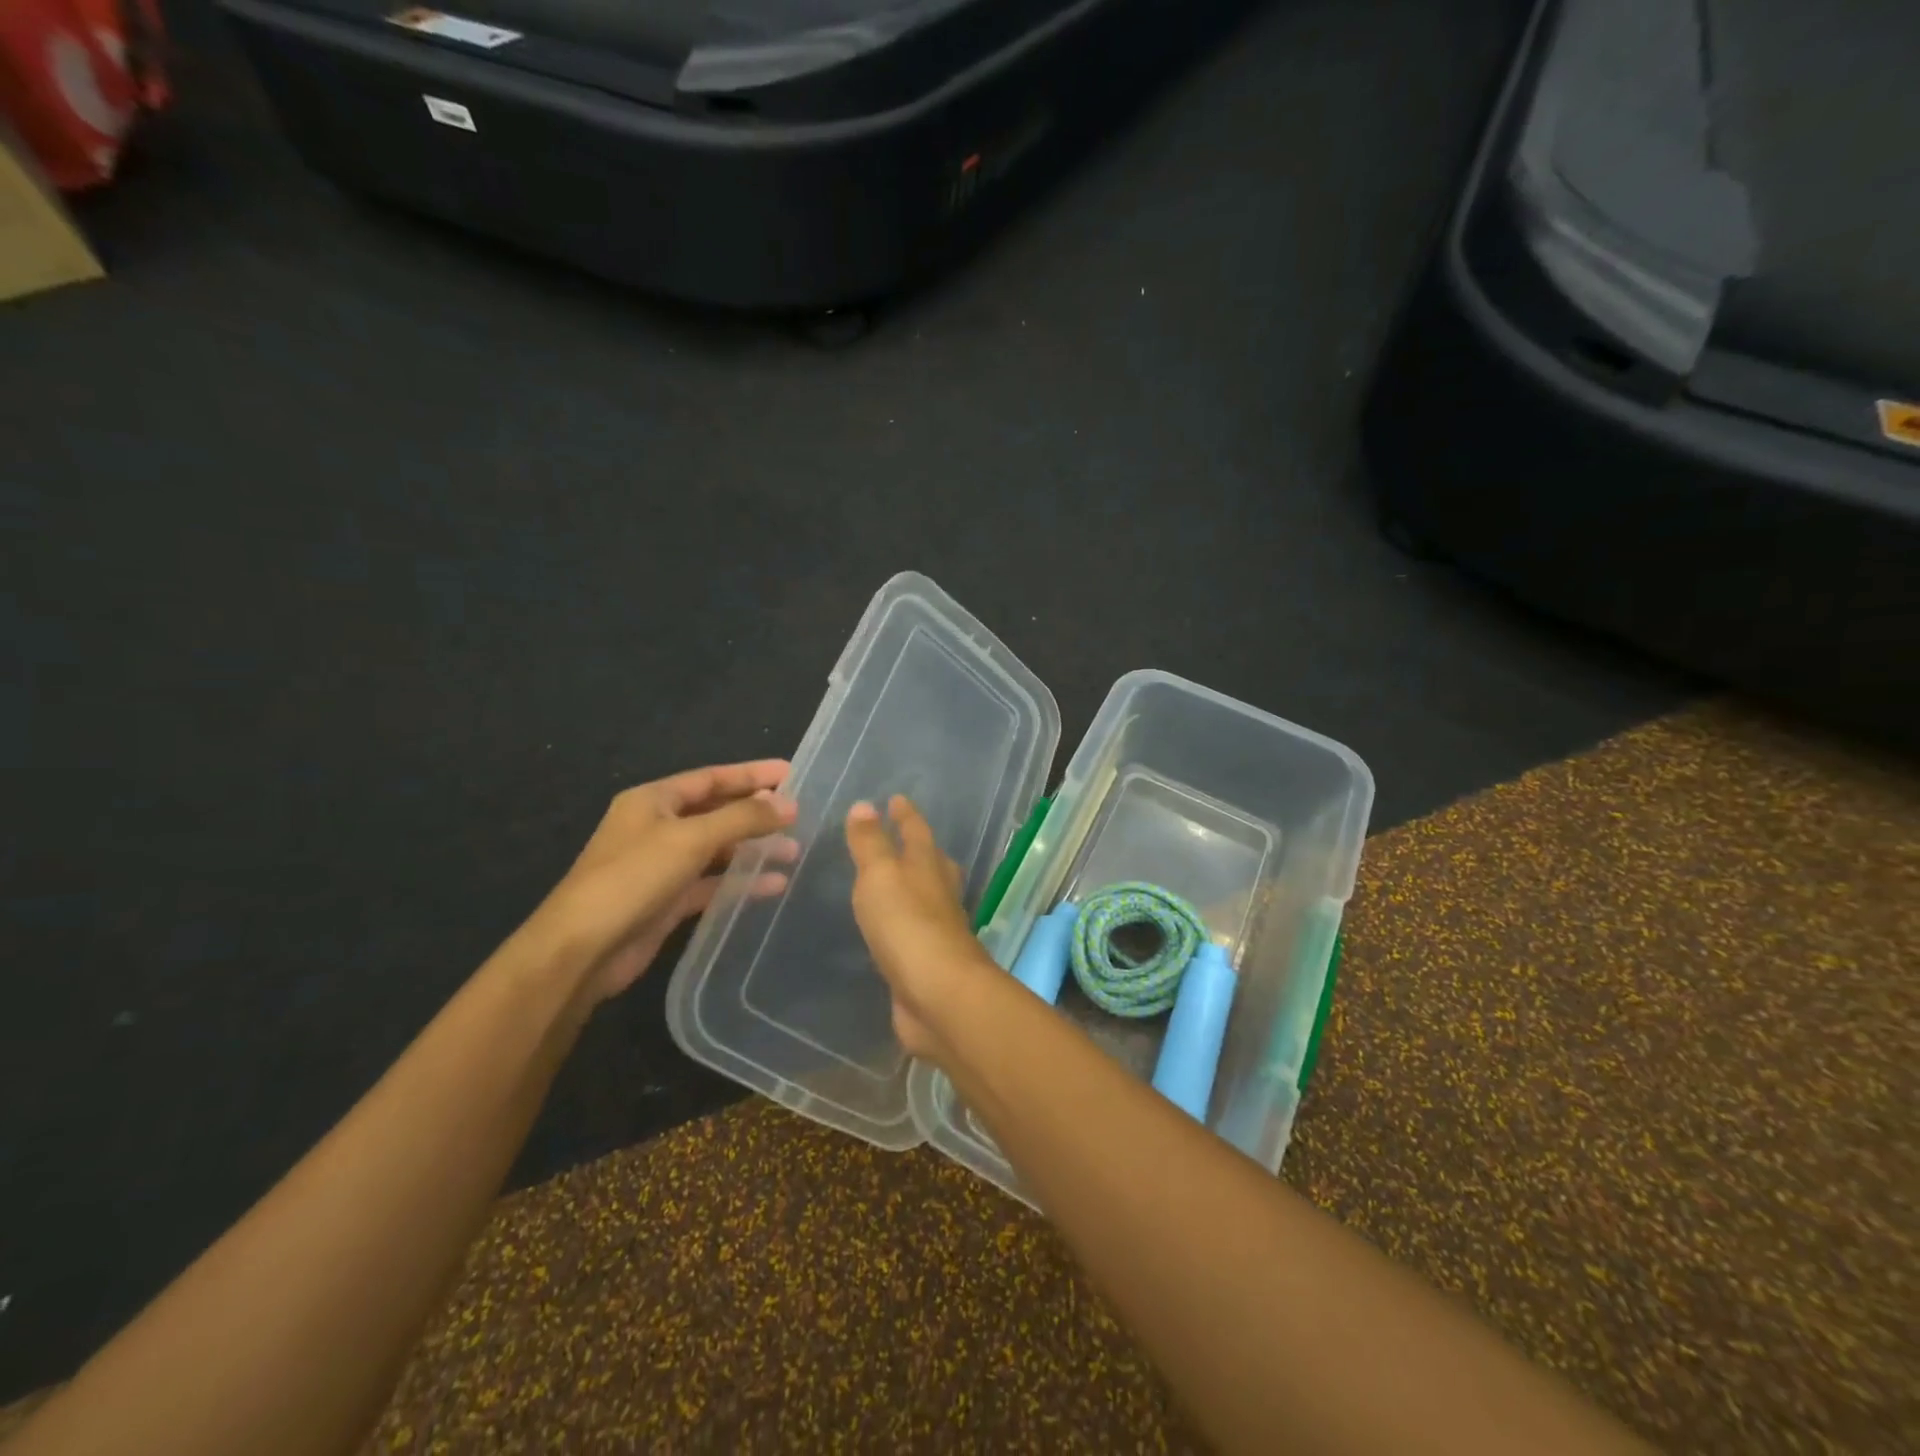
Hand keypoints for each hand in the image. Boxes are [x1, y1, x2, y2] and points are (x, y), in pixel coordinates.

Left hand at [530, 759, 797, 1006]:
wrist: (582, 949)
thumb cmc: (633, 878)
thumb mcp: (691, 839)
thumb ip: (742, 818)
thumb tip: (788, 803)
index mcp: (653, 801)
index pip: (711, 778)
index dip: (751, 774)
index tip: (791, 772)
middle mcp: (656, 828)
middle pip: (716, 812)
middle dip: (756, 813)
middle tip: (798, 815)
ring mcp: (661, 866)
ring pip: (716, 850)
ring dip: (753, 849)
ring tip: (793, 851)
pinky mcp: (667, 901)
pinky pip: (711, 883)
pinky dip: (740, 882)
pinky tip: (773, 885)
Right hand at [845, 795, 998, 1059]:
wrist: (937, 994)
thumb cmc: (907, 924)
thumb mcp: (881, 874)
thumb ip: (870, 843)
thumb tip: (864, 805)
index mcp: (929, 866)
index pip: (917, 831)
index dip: (906, 815)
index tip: (897, 798)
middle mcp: (939, 893)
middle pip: (932, 863)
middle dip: (918, 848)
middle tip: (903, 836)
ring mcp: (937, 929)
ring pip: (926, 897)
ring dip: (913, 885)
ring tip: (894, 880)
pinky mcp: (928, 962)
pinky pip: (913, 932)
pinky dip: (903, 923)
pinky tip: (891, 929)